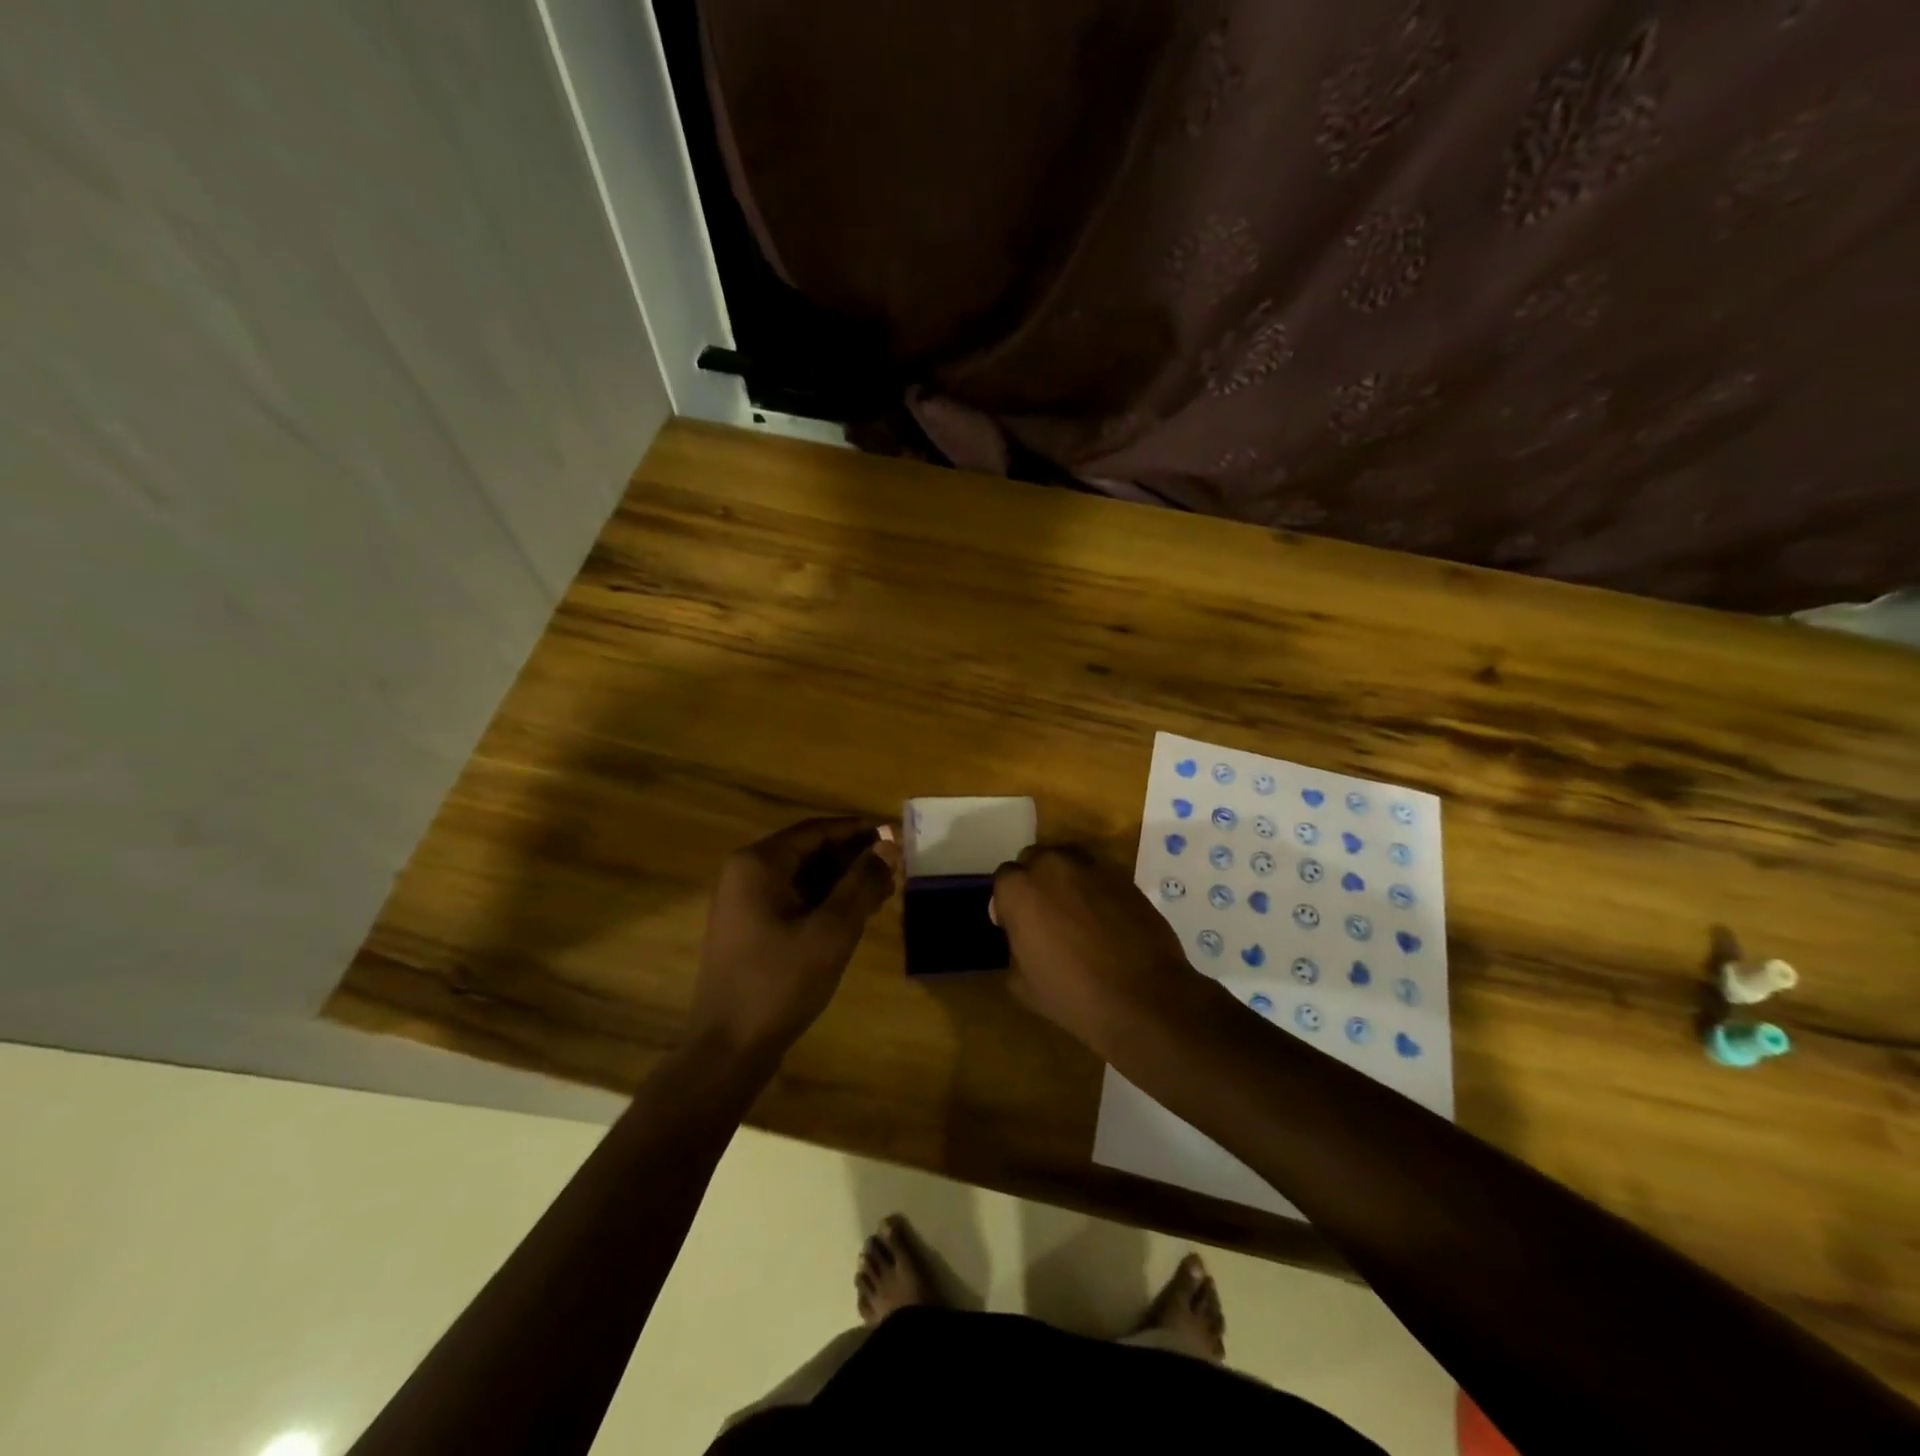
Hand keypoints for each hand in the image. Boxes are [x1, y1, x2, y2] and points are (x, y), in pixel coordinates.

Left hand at [690, 817, 899, 1063]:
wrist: (728, 1048)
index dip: (858, 831)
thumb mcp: (832, 931)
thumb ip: (862, 883)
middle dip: (853, 859)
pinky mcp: (749, 928)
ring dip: (842, 882)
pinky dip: (824, 902)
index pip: (817, 830)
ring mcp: (744, 902)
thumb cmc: (780, 982)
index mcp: (759, 863)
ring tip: (883, 894)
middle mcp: (746, 874)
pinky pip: (793, 900)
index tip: (895, 835)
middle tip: (894, 871)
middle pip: (809, 852)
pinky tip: (855, 916)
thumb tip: (889, 845)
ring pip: (803, 878)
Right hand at [990, 844, 1212, 1061]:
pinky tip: (1105, 920)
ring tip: (1076, 914)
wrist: (1142, 998)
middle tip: (1044, 915)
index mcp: (1020, 889)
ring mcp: (1092, 867)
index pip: (1004, 878)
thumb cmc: (1072, 994)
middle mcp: (1053, 866)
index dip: (1007, 902)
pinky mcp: (1124, 877)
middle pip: (1035, 860)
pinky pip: (1099, 876)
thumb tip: (1022, 936)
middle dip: (1035, 881)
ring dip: (1065, 880)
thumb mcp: (1020, 983)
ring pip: (1068, 862)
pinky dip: (1096, 890)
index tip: (1014, 925)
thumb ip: (1013, 946)